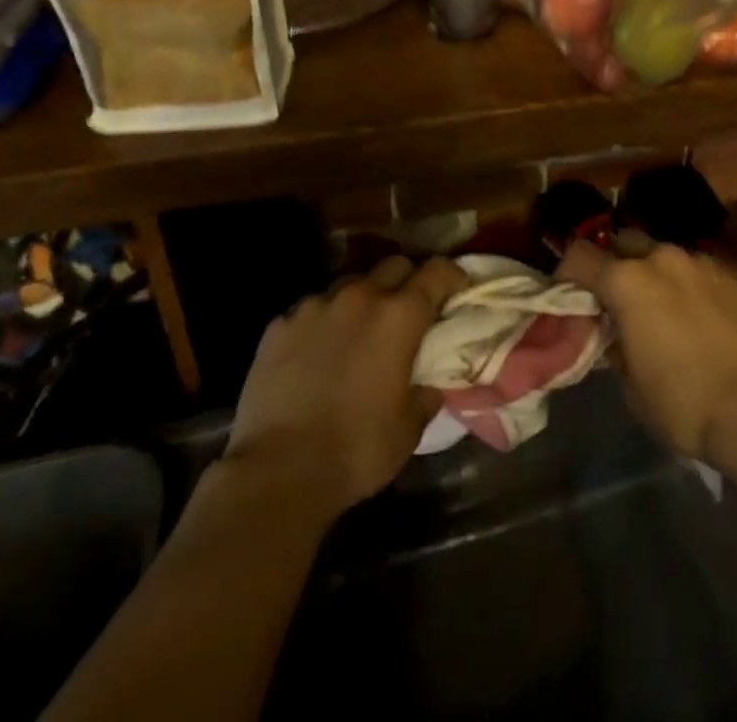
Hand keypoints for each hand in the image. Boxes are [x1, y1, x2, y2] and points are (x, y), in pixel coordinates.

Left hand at [224, 256, 468, 520]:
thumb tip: (428, 386)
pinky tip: (315, 354)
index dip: (452, 275)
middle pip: (393, 265)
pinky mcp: (280, 324)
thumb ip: (424, 396)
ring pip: (349, 284)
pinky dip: (322, 323)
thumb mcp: (408, 429)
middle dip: (407, 280)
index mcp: (399, 316)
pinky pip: (310, 311)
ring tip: (357, 332)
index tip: (458, 288)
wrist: (278, 471)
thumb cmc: (357, 450)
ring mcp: (315, 306)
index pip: (437, 272)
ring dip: (361, 300)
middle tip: (408, 310)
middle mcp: (359, 297)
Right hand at [558, 241, 736, 464]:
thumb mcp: (631, 386)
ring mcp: (703, 264)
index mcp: (627, 281)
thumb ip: (615, 346)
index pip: (580, 256)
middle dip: (614, 263)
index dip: (568, 273)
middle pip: (623, 242)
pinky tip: (701, 317)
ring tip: (663, 307)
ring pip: (665, 254)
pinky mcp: (736, 278)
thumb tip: (616, 334)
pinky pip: (700, 271)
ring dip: (655, 273)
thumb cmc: (684, 405)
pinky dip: (691, 286)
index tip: (569, 295)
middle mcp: (662, 259)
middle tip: (616, 297)